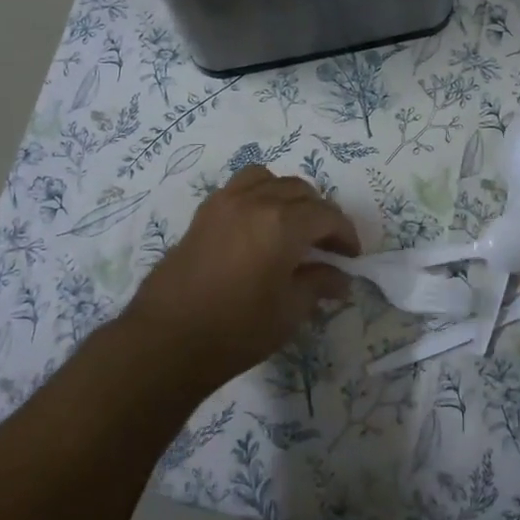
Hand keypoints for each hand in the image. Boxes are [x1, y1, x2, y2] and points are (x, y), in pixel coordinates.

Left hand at [123, 165, 358, 391]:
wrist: (167, 339)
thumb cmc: (236, 330)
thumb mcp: (289, 311)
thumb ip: (318, 284)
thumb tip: (340, 277)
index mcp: (282, 223)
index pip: (326, 215)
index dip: (345, 233)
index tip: (352, 256)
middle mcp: (255, 201)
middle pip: (300, 191)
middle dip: (320, 214)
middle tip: (327, 245)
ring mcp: (225, 202)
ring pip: (268, 179)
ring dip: (288, 196)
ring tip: (293, 225)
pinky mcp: (203, 213)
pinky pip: (239, 187)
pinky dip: (258, 195)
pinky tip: (259, 225)